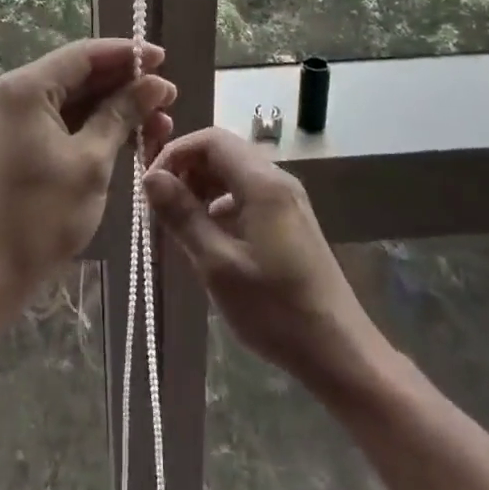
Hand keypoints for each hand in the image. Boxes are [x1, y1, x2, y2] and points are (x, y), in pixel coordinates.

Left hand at [0, 39, 175, 311]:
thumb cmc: (41, 215)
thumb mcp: (91, 161)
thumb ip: (123, 114)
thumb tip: (155, 83)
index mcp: (25, 87)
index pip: (84, 54)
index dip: (128, 54)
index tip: (165, 60)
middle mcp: (13, 94)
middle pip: (78, 76)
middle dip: (126, 86)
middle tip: (170, 100)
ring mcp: (11, 121)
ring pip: (72, 101)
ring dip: (114, 110)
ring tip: (159, 126)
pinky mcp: (14, 145)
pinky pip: (60, 123)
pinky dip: (93, 129)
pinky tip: (128, 140)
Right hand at [144, 127, 383, 392]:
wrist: (338, 350)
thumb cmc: (274, 308)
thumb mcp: (218, 264)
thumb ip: (183, 216)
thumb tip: (150, 177)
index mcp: (262, 183)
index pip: (211, 140)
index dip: (175, 153)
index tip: (150, 185)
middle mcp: (277, 180)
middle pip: (223, 153)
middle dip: (187, 171)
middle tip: (160, 207)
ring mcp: (287, 200)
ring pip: (234, 174)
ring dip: (202, 189)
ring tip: (180, 224)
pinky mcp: (290, 221)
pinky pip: (247, 195)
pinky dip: (221, 205)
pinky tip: (210, 238)